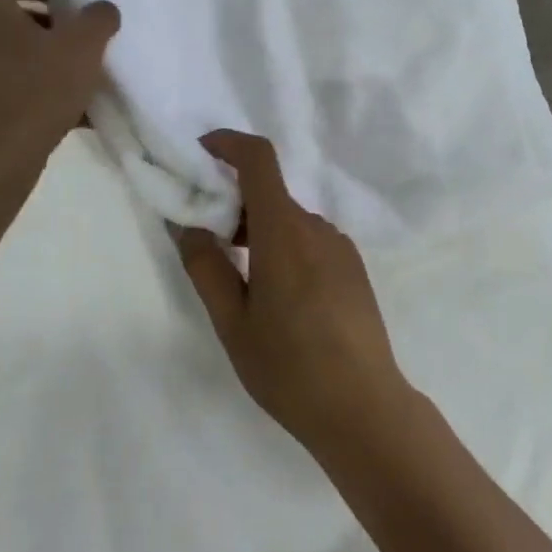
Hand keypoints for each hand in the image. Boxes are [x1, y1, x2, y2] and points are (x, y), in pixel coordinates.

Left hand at [0, 0, 118, 154]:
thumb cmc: (36, 89)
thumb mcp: (83, 46)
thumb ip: (98, 18)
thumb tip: (101, 10)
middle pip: (10, 14)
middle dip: (48, 23)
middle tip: (79, 37)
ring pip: (10, 53)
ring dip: (42, 58)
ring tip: (79, 78)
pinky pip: (6, 86)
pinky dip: (34, 90)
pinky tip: (69, 112)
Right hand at [174, 131, 414, 461]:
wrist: (364, 407)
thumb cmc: (289, 367)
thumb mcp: (232, 323)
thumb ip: (206, 267)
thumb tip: (188, 224)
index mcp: (284, 231)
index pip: (259, 159)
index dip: (228, 143)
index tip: (201, 153)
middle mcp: (316, 226)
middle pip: (270, 194)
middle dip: (234, 203)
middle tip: (206, 239)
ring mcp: (340, 246)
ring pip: (289, 220)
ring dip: (259, 231)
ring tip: (240, 281)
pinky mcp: (353, 267)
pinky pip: (310, 240)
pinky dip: (284, 247)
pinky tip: (279, 298)